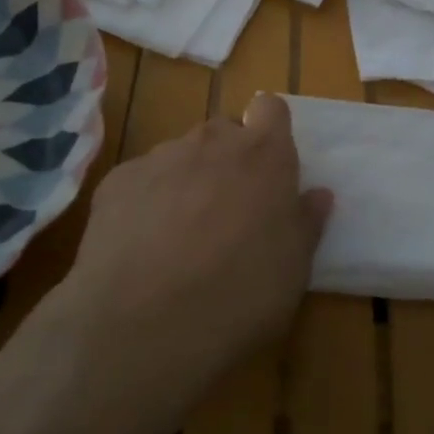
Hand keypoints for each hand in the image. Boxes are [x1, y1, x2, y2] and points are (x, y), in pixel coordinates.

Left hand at [41, 94, 331, 433]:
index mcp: (263, 155)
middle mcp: (211, 142)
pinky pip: (140, 180)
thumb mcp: (294, 268)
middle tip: (229, 210)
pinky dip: (145, 202)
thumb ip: (305, 222)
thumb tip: (317, 194)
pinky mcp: (116, 182)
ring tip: (180, 235)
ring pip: (180, 156)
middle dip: (228, 160)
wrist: (143, 324)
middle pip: (223, 132)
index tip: (269, 166)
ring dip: (187, 180)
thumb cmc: (240, 294)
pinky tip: (141, 246)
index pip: (271, 108)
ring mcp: (159, 158)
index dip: (270, 131)